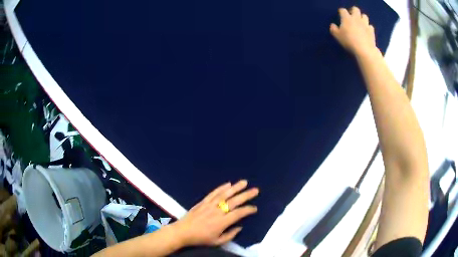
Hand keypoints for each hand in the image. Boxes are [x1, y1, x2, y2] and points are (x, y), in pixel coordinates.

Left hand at [172, 180, 258, 246]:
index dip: (248, 210)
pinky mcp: (203, 202)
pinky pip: (213, 193)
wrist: (183, 231)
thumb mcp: (217, 242)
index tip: (255, 208)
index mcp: (222, 222)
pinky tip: (228, 184)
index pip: (239, 213)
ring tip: (244, 182)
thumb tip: (240, 227)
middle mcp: (217, 211)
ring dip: (235, 187)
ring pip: (225, 194)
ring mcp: (210, 205)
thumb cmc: (201, 238)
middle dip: (246, 195)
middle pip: (234, 201)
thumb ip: (230, 235)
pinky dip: (221, 188)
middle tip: (256, 190)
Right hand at [330, 7, 376, 55]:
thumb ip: (334, 29)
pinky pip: (370, 26)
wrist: (364, 50)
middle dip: (353, 11)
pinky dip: (368, 27)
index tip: (340, 15)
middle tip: (352, 17)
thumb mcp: (337, 36)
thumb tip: (333, 25)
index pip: (343, 10)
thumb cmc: (349, 42)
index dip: (341, 12)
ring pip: (364, 16)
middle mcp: (356, 18)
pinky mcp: (371, 31)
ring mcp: (365, 24)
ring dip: (362, 18)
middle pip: (355, 9)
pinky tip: (366, 31)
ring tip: (360, 23)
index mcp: (347, 18)